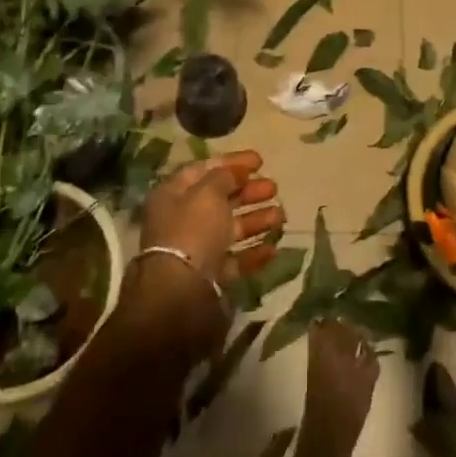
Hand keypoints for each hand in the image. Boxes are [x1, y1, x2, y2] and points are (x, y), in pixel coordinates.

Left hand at [127, 150, 282, 360]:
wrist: (181, 295)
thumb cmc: (192, 231)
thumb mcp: (208, 193)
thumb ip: (224, 177)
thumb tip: (234, 172)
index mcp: (173, 195)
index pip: (204, 170)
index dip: (232, 163)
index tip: (260, 161)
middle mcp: (182, 220)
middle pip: (220, 200)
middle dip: (248, 192)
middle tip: (274, 187)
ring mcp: (197, 250)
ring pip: (231, 229)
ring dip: (257, 220)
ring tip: (282, 216)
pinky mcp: (210, 277)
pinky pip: (236, 259)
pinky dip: (254, 252)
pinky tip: (274, 247)